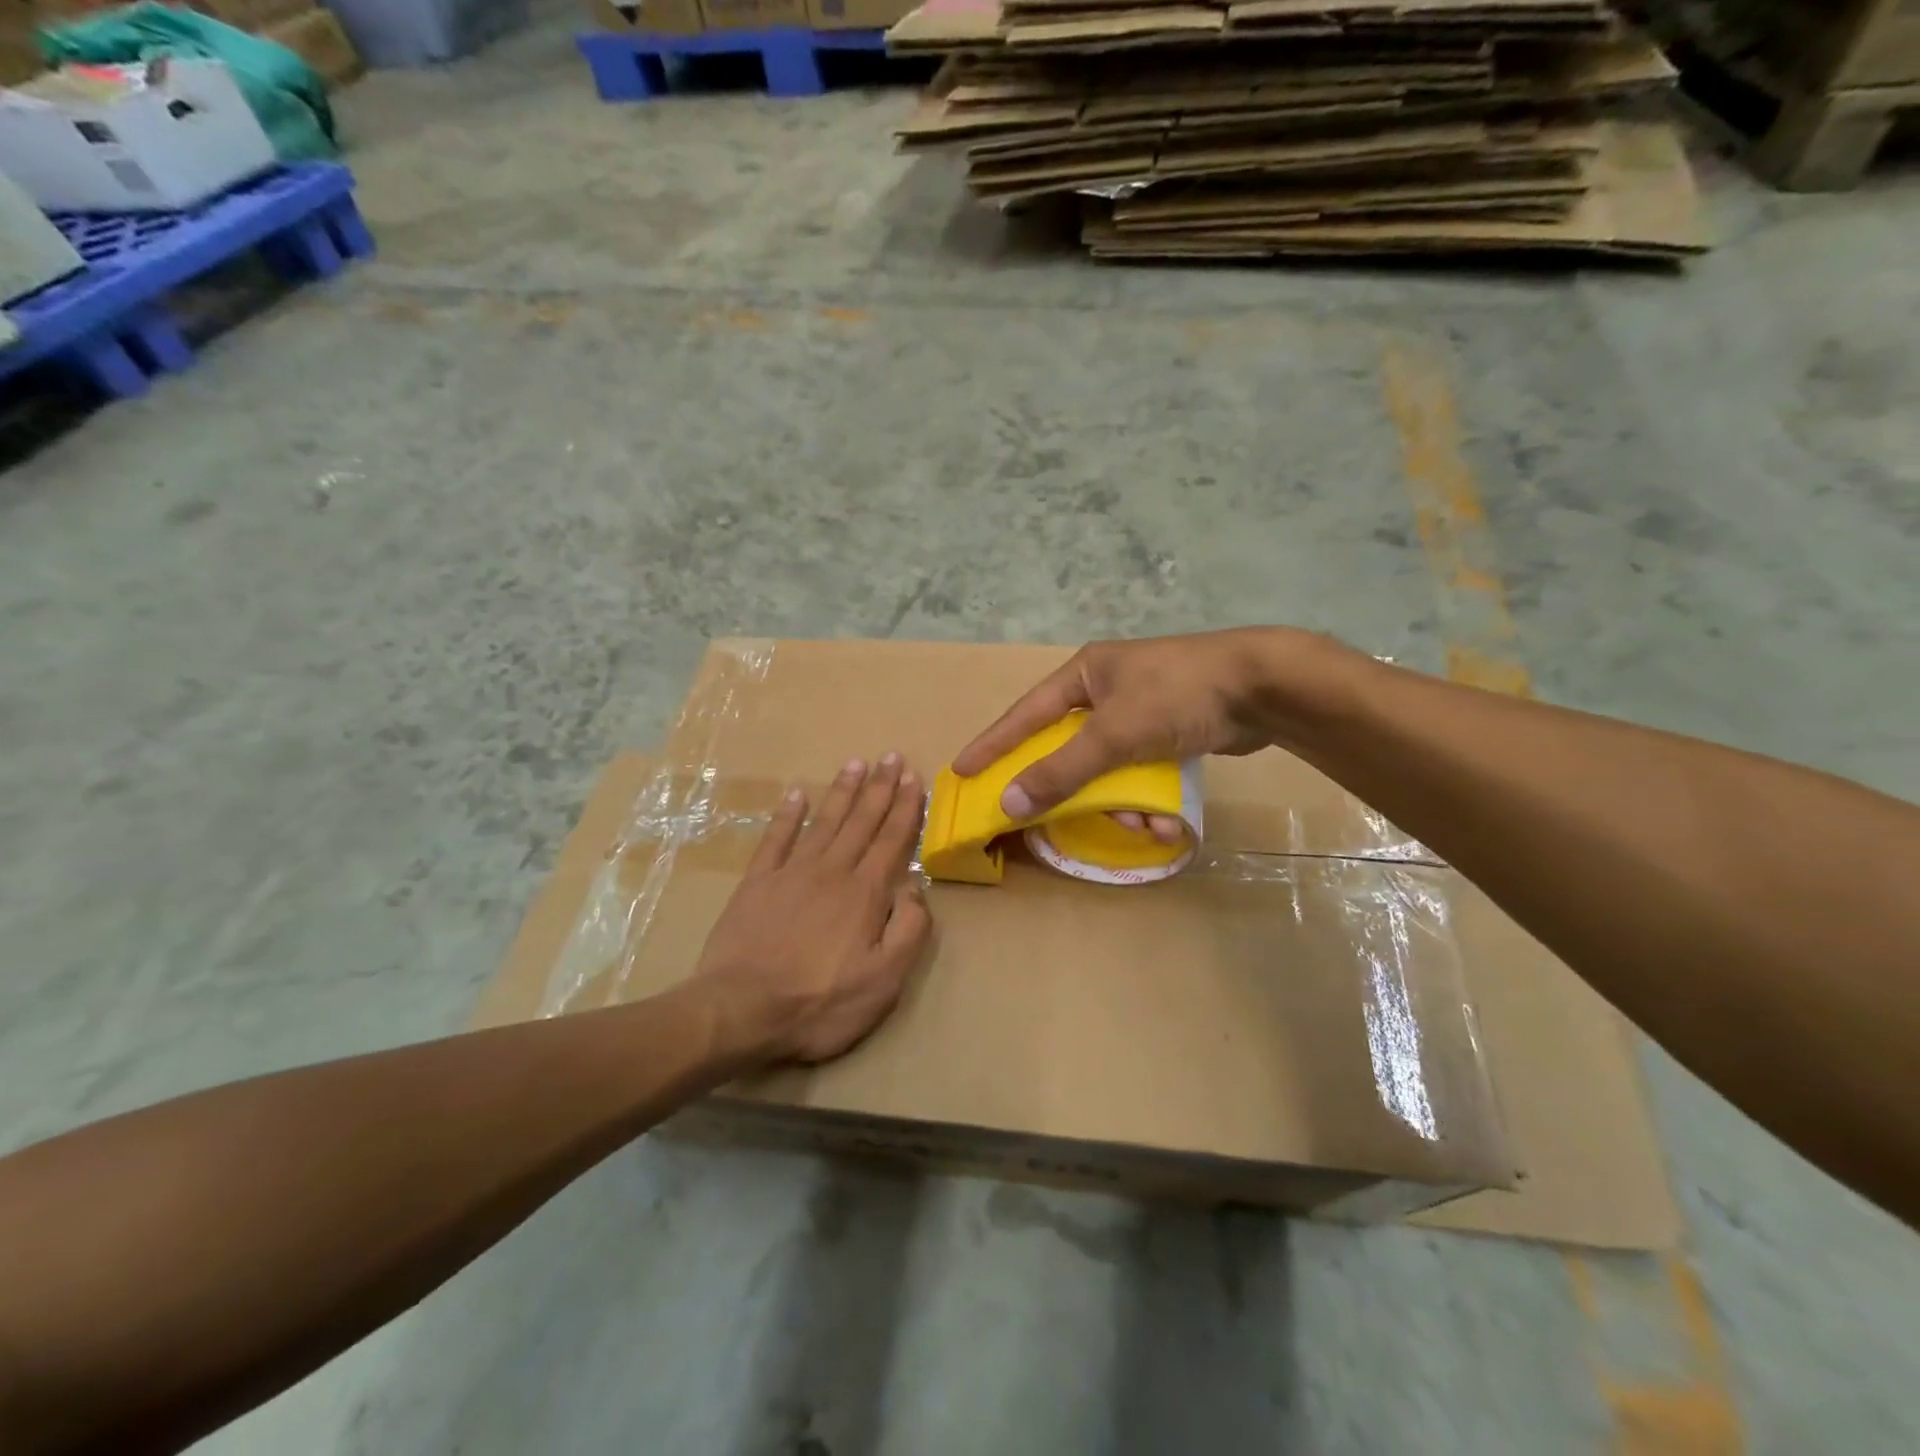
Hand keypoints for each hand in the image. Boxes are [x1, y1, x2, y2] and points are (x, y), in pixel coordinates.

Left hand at [691, 754, 933, 1065]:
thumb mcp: (884, 981)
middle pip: (861, 822)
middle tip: (890, 757)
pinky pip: (775, 839)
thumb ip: (909, 930)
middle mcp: (831, 871)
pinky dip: (787, 815)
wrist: (741, 1010)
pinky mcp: (757, 883)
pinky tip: (797, 793)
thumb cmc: (820, 1002)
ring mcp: (791, 873)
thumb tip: (916, 888)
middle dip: (879, 788)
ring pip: (824, 822)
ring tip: (855, 763)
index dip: (904, 808)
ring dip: (842, 792)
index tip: (913, 777)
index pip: (891, 841)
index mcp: (865, 893)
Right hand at [952, 630, 1302, 830]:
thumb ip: (1061, 770)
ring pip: (1109, 768)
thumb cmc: (1178, 696)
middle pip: (1069, 748)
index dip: (994, 744)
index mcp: (1085, 675)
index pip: (1025, 713)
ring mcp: (1140, 711)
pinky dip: (1148, 797)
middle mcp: (1107, 689)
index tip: (963, 770)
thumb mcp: (1113, 734)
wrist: (1264, 687)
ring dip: (1121, 802)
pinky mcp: (1170, 731)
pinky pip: (1141, 772)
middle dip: (1075, 789)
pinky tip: (1166, 820)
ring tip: (1141, 824)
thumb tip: (1009, 802)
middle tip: (1051, 818)